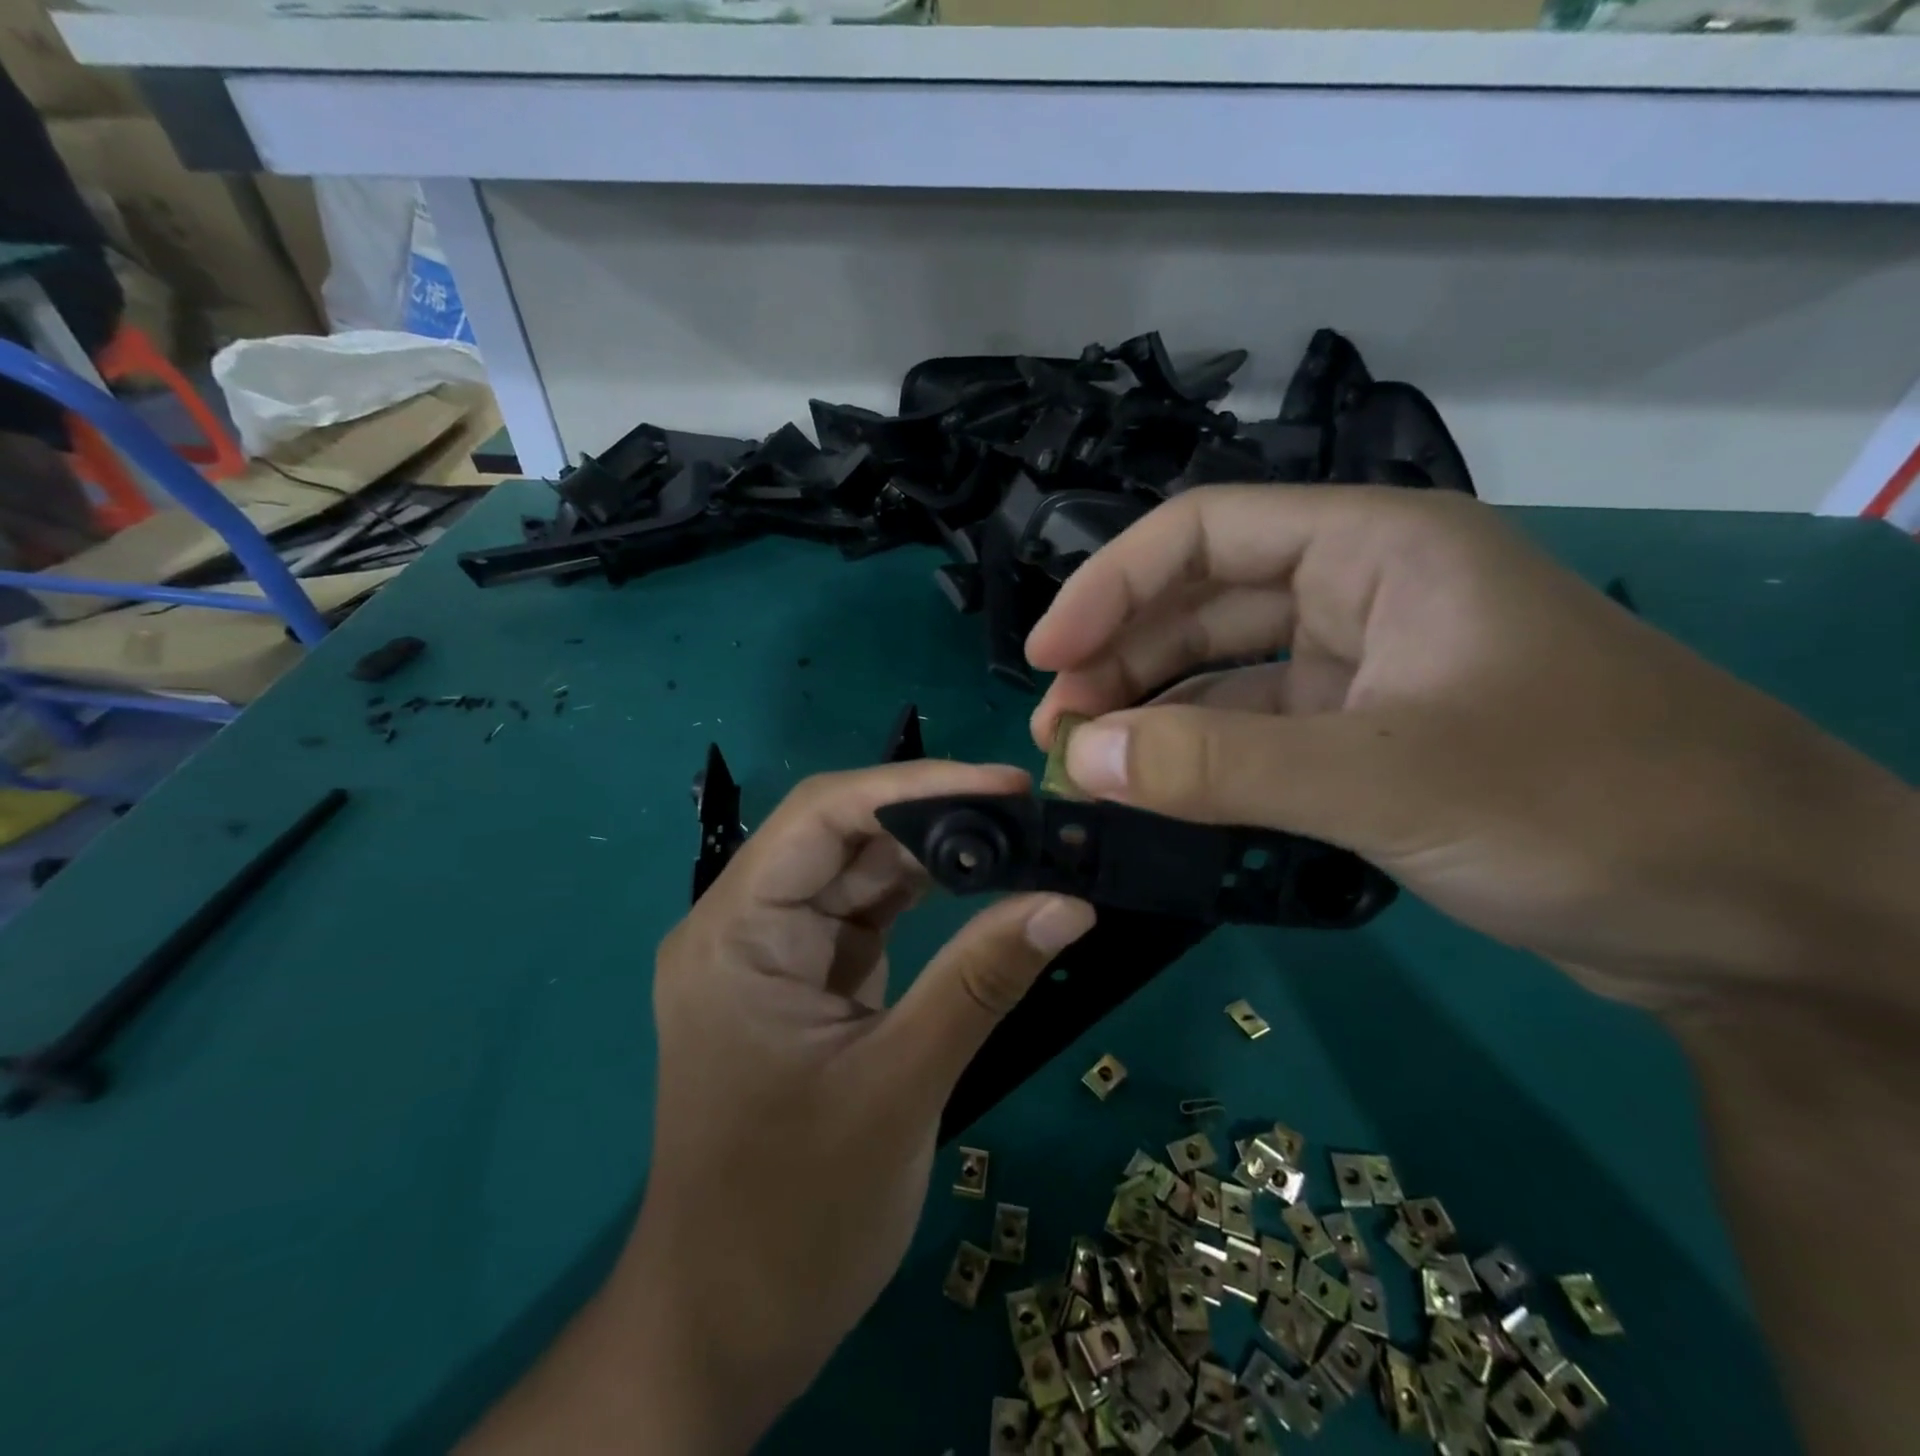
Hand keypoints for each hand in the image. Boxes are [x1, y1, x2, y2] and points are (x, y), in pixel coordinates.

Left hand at [515, 761, 1094, 1453]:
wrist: (729, 1328)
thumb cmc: (794, 1218)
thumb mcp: (899, 1088)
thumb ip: (981, 981)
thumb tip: (1071, 900)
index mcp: (734, 934)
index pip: (821, 816)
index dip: (915, 785)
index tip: (1007, 785)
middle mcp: (745, 925)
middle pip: (841, 835)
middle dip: (934, 817)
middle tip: (1030, 813)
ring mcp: (776, 953)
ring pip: (858, 871)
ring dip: (936, 855)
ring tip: (1021, 841)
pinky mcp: (807, 981)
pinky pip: (868, 915)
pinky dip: (926, 899)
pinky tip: (985, 888)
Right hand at [1027, 485, 1916, 1008]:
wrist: (1760, 917)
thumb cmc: (1592, 805)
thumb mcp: (1387, 778)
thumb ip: (1221, 766)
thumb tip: (1080, 760)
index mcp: (1376, 549)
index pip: (1203, 534)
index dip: (1108, 587)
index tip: (1045, 658)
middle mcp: (1363, 595)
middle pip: (1202, 605)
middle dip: (1120, 661)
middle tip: (1057, 733)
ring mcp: (1365, 672)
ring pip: (1224, 675)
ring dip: (1152, 714)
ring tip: (1088, 767)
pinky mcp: (1369, 741)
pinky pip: (1256, 735)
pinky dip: (1200, 761)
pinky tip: (1155, 795)